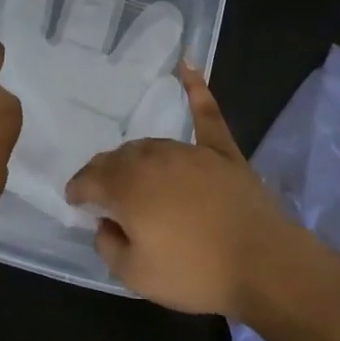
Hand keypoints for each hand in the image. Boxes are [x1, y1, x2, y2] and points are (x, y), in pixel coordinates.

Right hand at [65, 65, 299, 314]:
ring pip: (150, 144)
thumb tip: (105, 224)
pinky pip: (206, 114)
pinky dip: (196, 88)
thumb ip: (108, 246)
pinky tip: (187, 64)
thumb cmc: (195, 273)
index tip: (75, 201)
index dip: (78, 190)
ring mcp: (189, 151)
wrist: (264, 265)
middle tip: (104, 194)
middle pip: (118, 159)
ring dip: (135, 158)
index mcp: (127, 187)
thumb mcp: (135, 275)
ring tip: (133, 174)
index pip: (90, 179)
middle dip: (104, 174)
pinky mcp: (222, 152)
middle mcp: (153, 159)